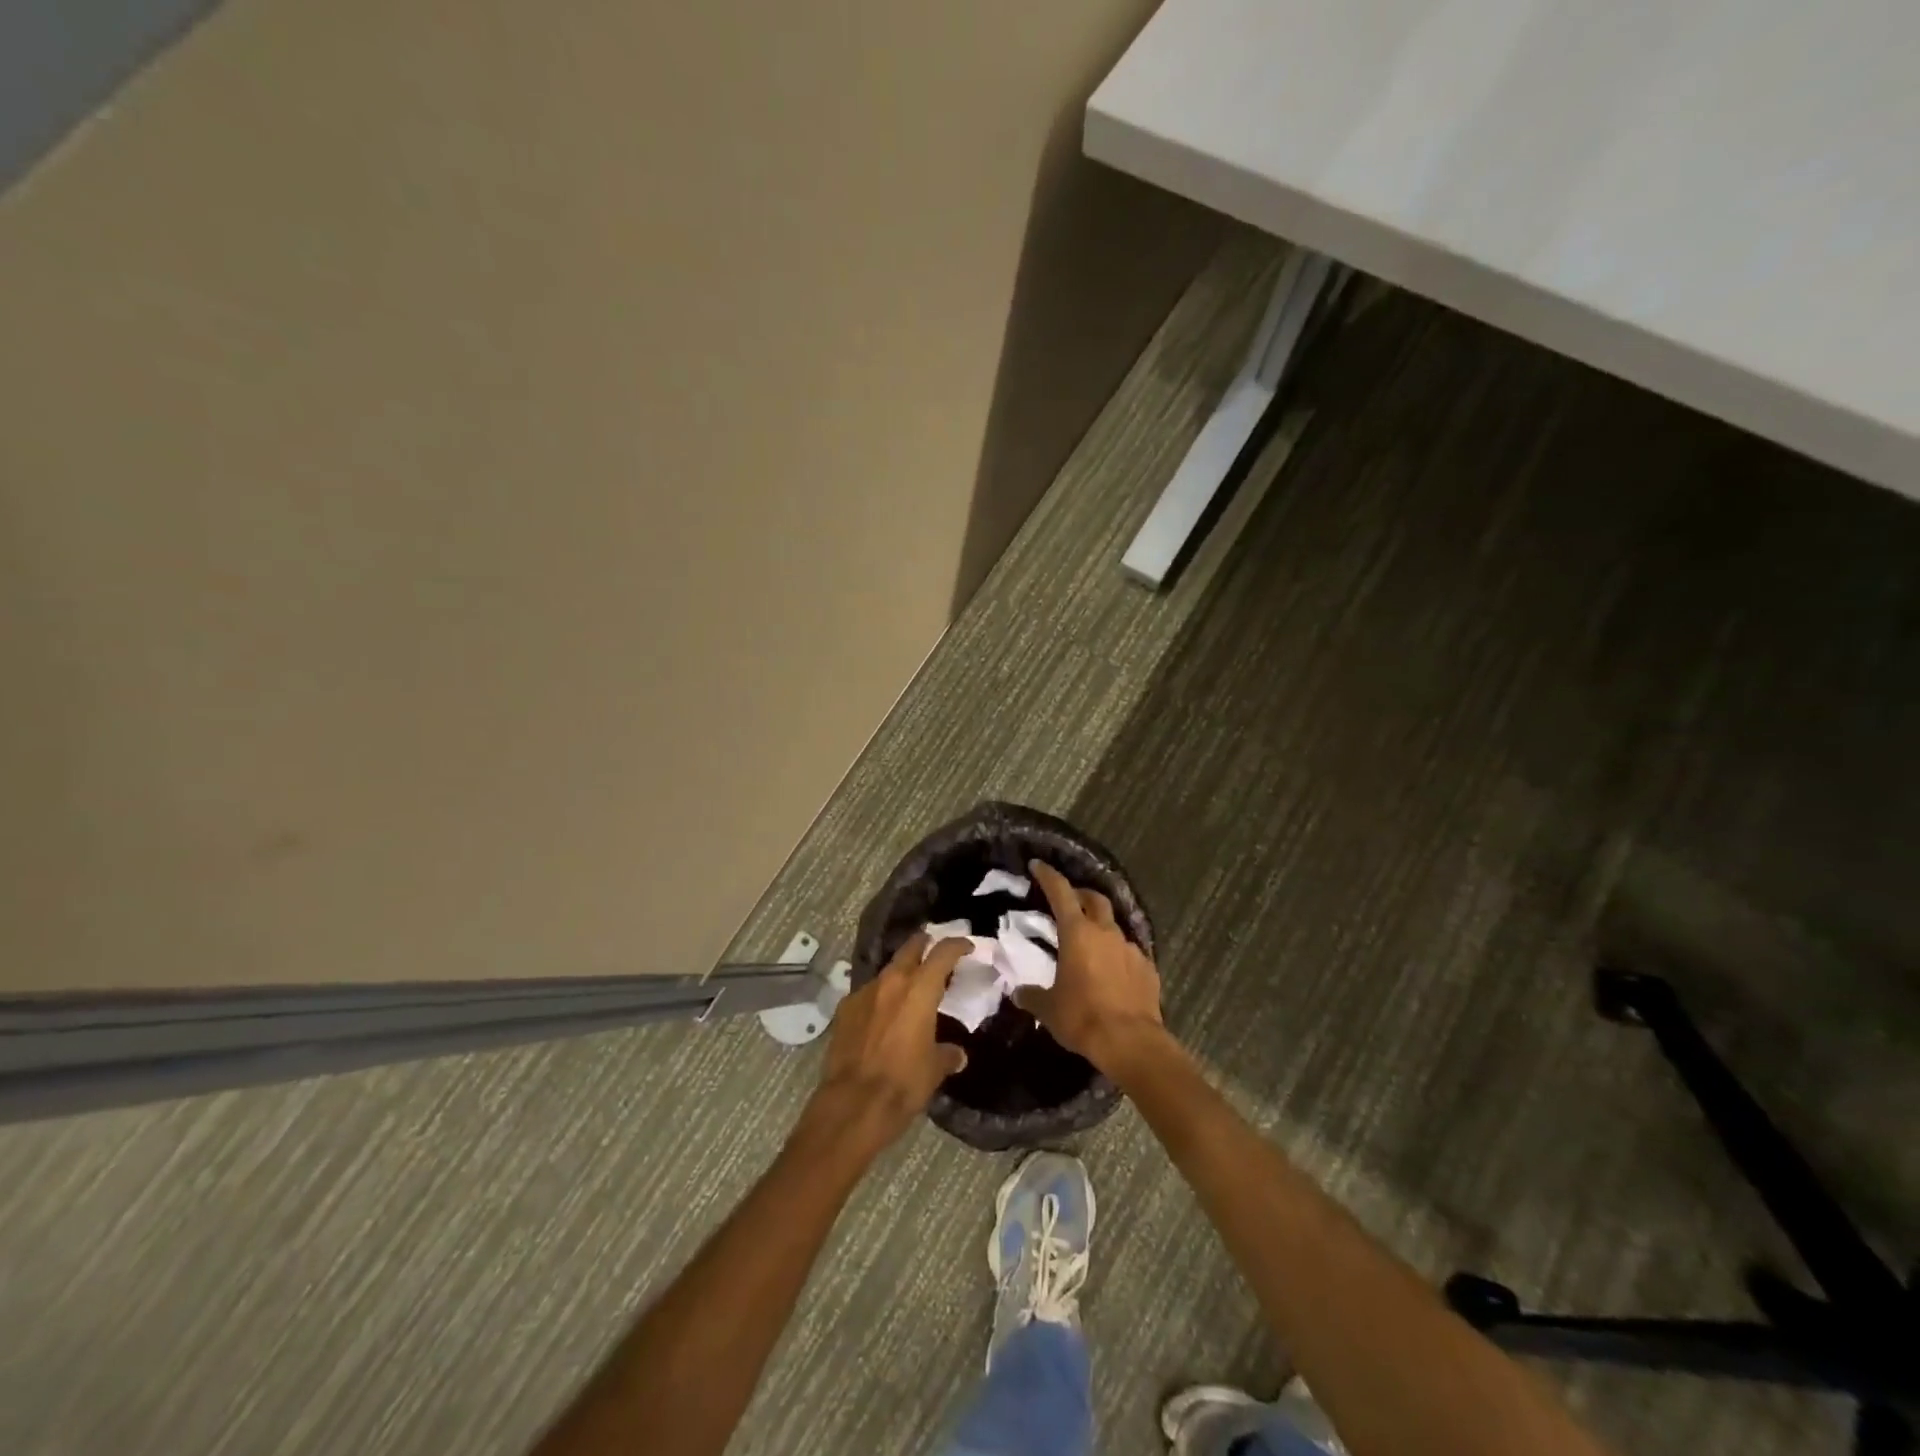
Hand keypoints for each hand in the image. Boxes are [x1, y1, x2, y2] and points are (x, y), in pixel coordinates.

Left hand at [807, 933, 968, 1154]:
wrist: (853, 1104)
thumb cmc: (903, 1082)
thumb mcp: (934, 1069)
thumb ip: (947, 1054)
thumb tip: (957, 1055)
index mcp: (920, 989)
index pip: (943, 953)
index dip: (957, 945)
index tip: (966, 946)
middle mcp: (891, 982)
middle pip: (910, 948)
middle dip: (925, 945)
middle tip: (936, 951)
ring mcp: (864, 993)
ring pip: (888, 971)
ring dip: (901, 974)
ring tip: (910, 989)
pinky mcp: (844, 1009)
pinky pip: (868, 994)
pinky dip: (880, 998)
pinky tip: (883, 1016)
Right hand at [1016, 860, 1167, 1075]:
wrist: (1131, 1042)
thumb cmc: (1083, 1018)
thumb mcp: (1049, 1009)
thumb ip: (1032, 996)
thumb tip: (1019, 993)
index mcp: (1077, 933)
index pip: (1061, 892)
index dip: (1048, 876)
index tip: (1038, 865)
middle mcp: (1106, 932)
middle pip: (1094, 900)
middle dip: (1081, 895)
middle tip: (1069, 901)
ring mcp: (1130, 948)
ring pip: (1113, 926)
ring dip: (1100, 927)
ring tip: (1090, 943)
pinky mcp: (1148, 968)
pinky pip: (1129, 952)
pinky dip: (1117, 954)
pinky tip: (1112, 971)